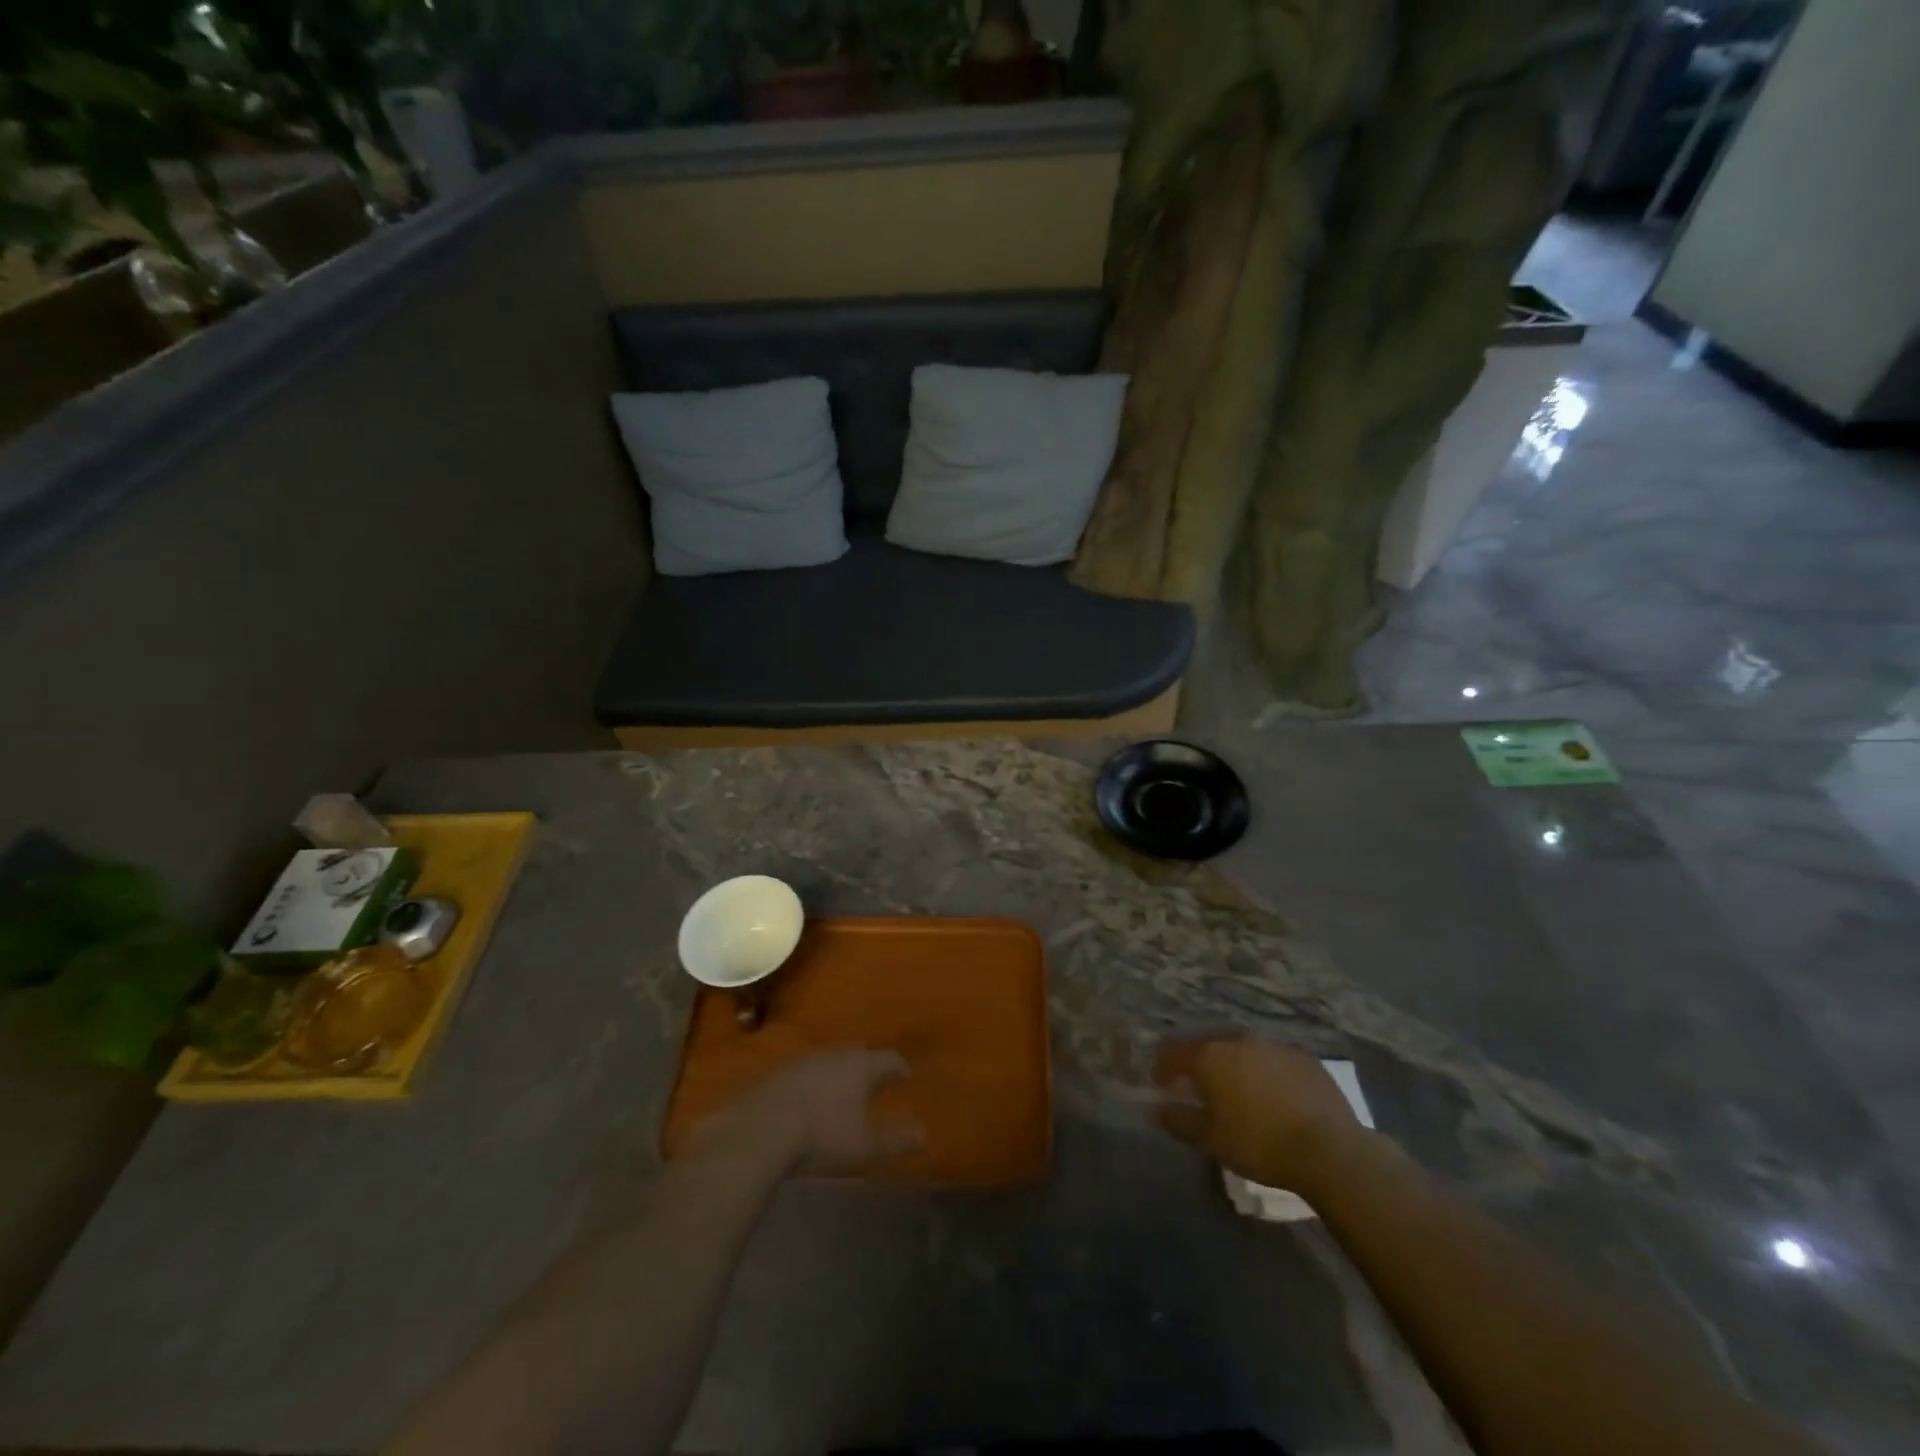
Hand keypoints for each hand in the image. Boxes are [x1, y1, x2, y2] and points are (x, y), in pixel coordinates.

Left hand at [695, 1049, 924, 1174]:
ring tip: (843, 1093)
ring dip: (840, 1074)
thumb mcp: (866, 1145)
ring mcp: (805, 1060)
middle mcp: (835, 1054)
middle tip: (876, 1083)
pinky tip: (810, 1101)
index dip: (900, 1068)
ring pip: (831, 1062)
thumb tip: (924, 1134)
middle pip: (859, 1055)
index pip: (889, 1058)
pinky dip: (815, 1083)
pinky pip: (807, 1073)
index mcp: (861, 1066)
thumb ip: (897, 1139)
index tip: (906, 1077)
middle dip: (869, 1068)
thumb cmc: (824, 1134)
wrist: (763, 1128)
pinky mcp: (779, 1073)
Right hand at [1155, 1038, 1362, 1189]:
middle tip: (1198, 1084)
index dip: (1163, 1067)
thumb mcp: (1211, 1140)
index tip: (1160, 1084)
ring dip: (1233, 1063)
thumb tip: (1156, 1110)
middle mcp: (1238, 1040)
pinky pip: (1273, 1058)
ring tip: (1237, 1088)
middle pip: (1208, 1045)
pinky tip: (1273, 1092)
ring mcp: (1273, 1045)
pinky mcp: (1303, 1056)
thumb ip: (1179, 1120)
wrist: (1328, 1149)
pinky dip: (1265, 1070)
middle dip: (1199, 1062)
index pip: (1175, 1053)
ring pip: (1243, 1049)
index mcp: (1210, 1056)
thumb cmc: (1259, 1144)